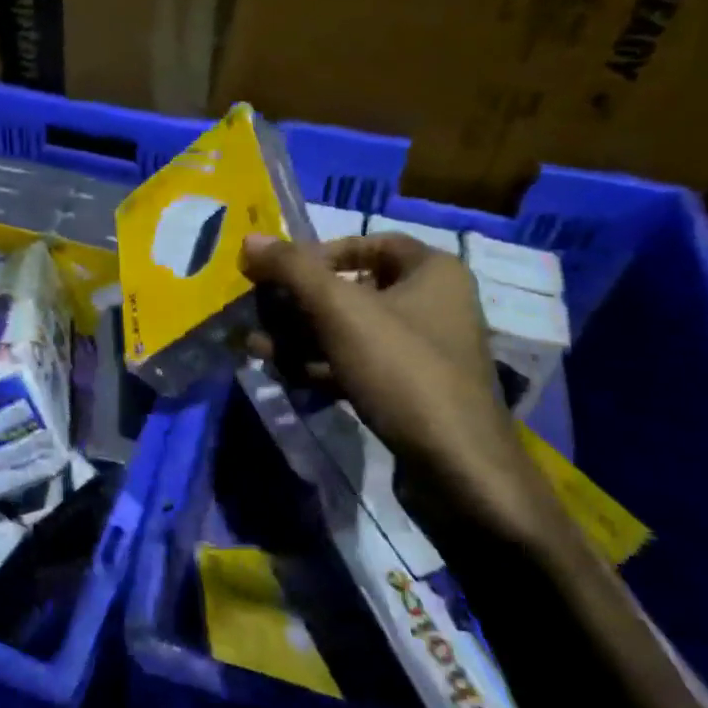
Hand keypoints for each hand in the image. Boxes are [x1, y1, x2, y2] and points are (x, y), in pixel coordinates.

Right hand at [241, 232, 569, 548]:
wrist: (458, 468)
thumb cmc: (402, 369)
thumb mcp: (339, 310)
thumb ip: (293, 269)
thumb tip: (250, 239)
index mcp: (433, 272)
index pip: (370, 243)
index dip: (322, 251)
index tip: (283, 271)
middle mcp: (433, 304)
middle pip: (353, 289)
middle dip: (300, 301)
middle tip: (259, 310)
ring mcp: (422, 351)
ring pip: (350, 331)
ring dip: (301, 336)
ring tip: (258, 346)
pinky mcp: (410, 391)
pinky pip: (358, 364)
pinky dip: (321, 365)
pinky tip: (284, 373)